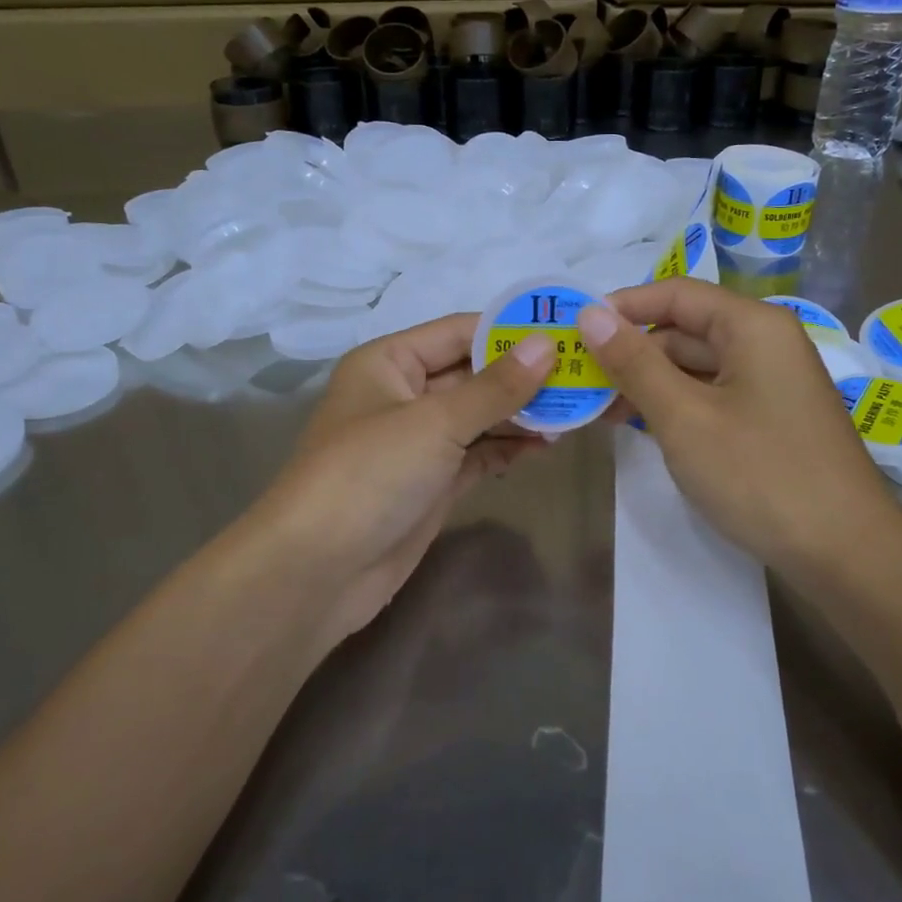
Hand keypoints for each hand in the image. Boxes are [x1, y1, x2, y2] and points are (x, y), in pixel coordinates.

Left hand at [241, 314, 554, 652]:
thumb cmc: (369, 474)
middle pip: (473, 374)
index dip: (511, 330)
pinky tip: (545, 445)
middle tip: (583, 375)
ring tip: (576, 411)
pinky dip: (507, 448)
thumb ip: (495, 386)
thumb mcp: (435, 422)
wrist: (317, 572)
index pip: (459, 331)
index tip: (568, 331)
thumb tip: (547, 345)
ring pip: (479, 416)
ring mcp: (418, 442)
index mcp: (389, 362)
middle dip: (524, 376)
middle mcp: (402, 394)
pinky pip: (477, 453)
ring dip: (522, 414)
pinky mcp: (431, 482)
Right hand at [578, 278, 896, 578]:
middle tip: (577, 378)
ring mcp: (770, 383)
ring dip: (647, 383)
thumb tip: (589, 314)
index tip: (574, 329)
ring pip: (695, 367)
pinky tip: (637, 425)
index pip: (676, 293)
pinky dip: (674, 406)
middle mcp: (765, 343)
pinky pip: (712, 396)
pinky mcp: (769, 419)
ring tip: (596, 408)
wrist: (846, 554)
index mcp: (753, 326)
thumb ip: (634, 363)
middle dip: (630, 351)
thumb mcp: (684, 417)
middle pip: (685, 330)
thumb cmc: (761, 475)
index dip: (622, 307)